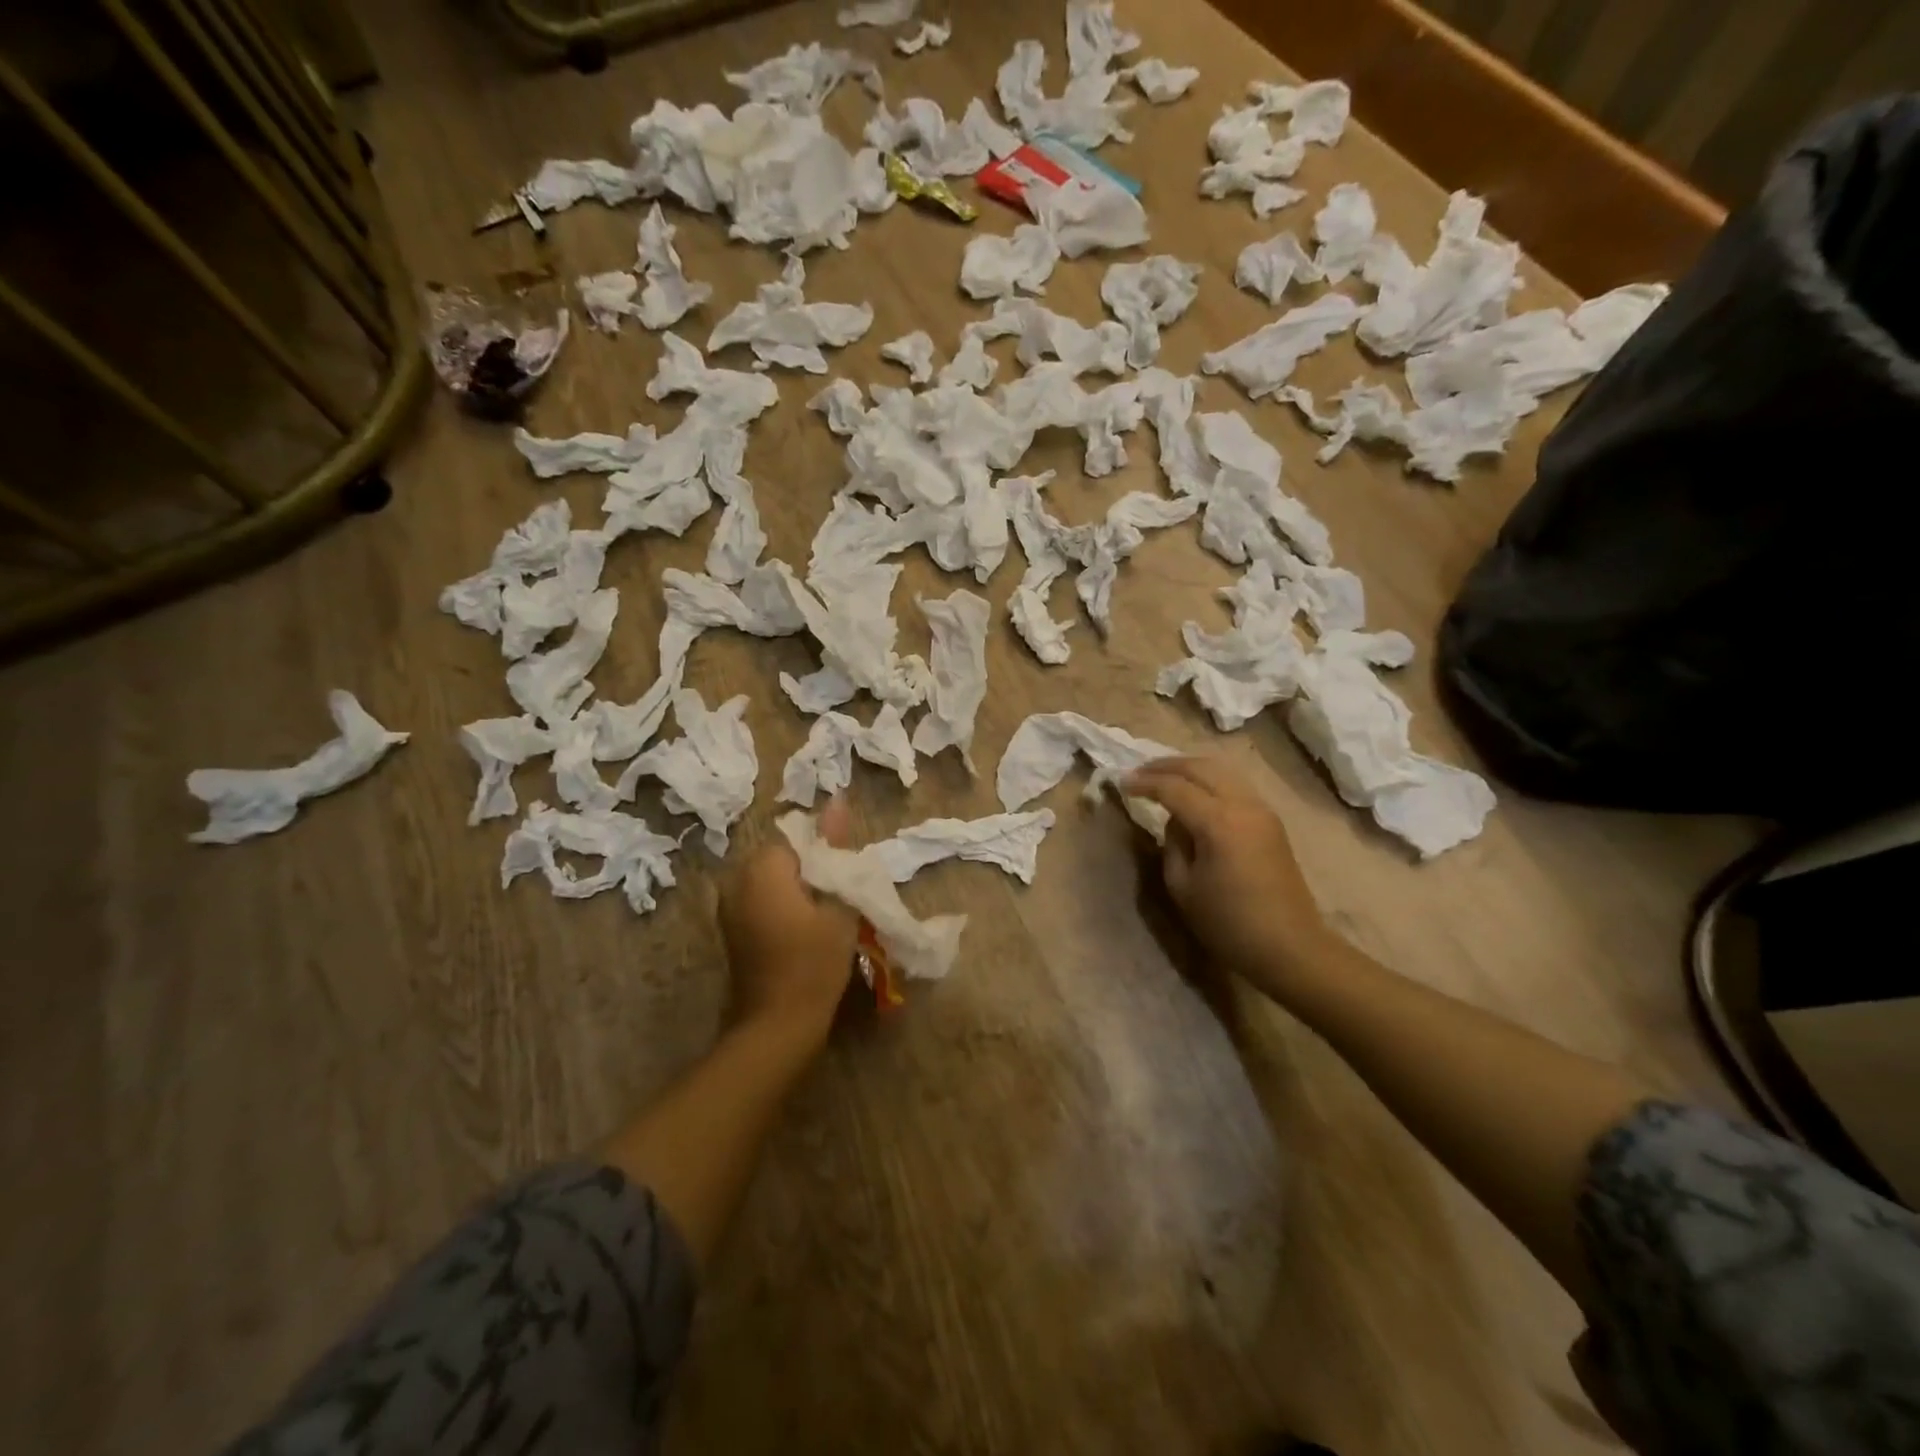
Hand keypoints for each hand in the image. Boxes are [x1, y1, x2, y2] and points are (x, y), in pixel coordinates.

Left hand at [718, 797, 860, 1046]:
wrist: (777, 1027)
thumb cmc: (814, 963)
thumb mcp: (837, 903)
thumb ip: (835, 848)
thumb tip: (837, 800)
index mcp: (761, 868)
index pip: (799, 839)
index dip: (827, 856)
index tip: (846, 880)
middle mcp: (736, 880)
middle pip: (784, 859)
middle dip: (812, 872)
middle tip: (841, 899)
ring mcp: (729, 907)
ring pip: (774, 882)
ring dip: (800, 890)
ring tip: (827, 915)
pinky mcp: (732, 931)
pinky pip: (762, 902)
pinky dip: (785, 908)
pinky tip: (805, 932)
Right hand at [1124, 757, 1334, 1001]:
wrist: (1290, 947)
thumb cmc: (1229, 924)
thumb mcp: (1183, 887)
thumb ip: (1172, 844)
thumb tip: (1176, 821)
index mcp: (1218, 822)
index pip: (1174, 788)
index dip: (1144, 783)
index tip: (1121, 783)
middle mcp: (1243, 805)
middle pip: (1200, 767)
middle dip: (1165, 766)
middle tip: (1139, 773)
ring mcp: (1261, 809)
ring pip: (1221, 770)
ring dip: (1189, 768)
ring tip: (1163, 777)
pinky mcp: (1270, 820)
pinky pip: (1234, 784)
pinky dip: (1209, 779)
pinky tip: (1193, 792)